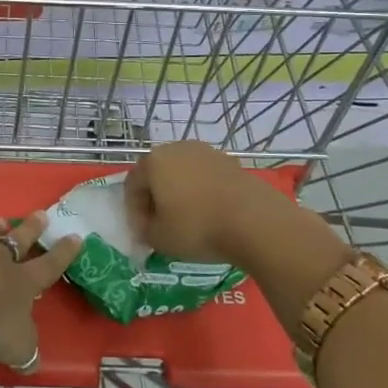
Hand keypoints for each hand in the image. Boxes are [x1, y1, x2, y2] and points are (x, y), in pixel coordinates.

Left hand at [0, 213, 79, 372]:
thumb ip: (25, 351)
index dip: (63, 254)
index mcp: (21, 282)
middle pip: (18, 240)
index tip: (76, 236)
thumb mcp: (15, 345)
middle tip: (41, 214)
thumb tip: (34, 362)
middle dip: (32, 229)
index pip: (48, 267)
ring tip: (1, 219)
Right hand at [124, 140, 297, 265]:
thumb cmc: (197, 227)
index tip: (142, 233)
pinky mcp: (231, 162)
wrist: (255, 221)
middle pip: (157, 174)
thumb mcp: (159, 238)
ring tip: (187, 221)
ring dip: (180, 194)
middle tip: (161, 225)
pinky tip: (210, 215)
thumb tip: (149, 226)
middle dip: (155, 199)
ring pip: (183, 174)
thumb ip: (145, 231)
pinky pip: (206, 178)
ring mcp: (207, 153)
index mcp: (153, 162)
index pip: (132, 185)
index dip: (133, 211)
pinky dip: (202, 193)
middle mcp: (177, 149)